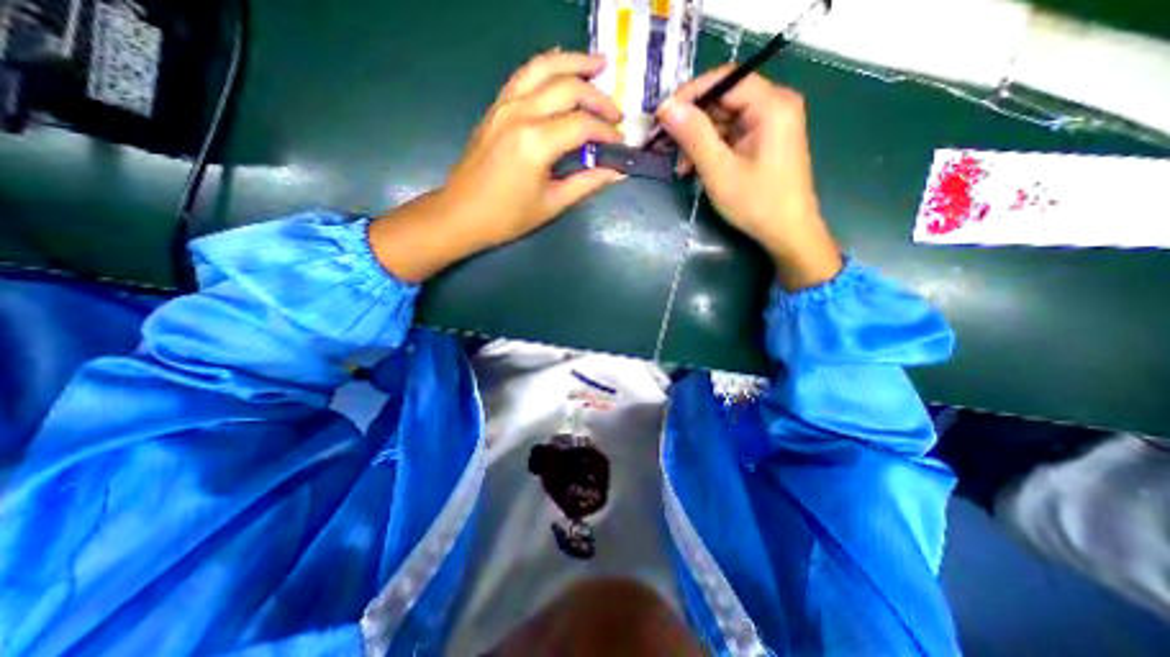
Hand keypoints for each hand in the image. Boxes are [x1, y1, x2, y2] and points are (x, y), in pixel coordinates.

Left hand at [374, 51, 631, 282]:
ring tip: (598, 65)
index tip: (621, 143)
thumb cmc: (507, 217)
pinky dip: (547, 66)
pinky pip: (524, 74)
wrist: (461, 213)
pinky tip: (561, 66)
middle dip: (598, 98)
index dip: (607, 132)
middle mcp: (520, 113)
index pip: (582, 124)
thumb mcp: (551, 204)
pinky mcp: (496, 107)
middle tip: (616, 113)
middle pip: (568, 87)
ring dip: (574, 63)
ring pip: (544, 67)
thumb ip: (586, 183)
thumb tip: (616, 172)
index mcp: (535, 142)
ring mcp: (504, 105)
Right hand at [656, 66, 839, 289]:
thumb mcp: (719, 170)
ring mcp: (770, 124)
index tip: (661, 116)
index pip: (724, 79)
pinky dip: (711, 150)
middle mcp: (774, 105)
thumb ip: (693, 136)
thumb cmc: (756, 203)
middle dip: (692, 123)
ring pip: (724, 120)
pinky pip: (731, 136)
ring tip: (681, 168)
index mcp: (771, 104)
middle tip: (665, 145)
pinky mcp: (764, 142)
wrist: (787, 233)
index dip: (689, 95)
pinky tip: (695, 169)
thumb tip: (666, 108)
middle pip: (723, 99)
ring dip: (698, 141)